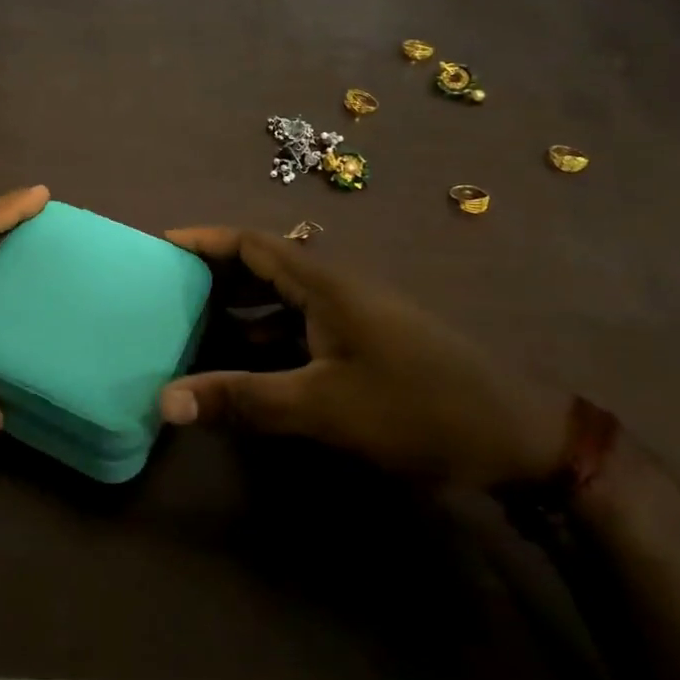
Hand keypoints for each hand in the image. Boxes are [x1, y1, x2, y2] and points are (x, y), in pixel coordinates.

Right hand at [158, 228, 571, 487]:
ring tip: (189, 326)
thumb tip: (164, 401)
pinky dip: (266, 339)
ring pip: (282, 301)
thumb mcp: (322, 405)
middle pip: (263, 266)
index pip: (252, 243)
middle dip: (214, 274)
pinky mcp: (365, 345)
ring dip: (239, 310)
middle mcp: (336, 289)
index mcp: (326, 283)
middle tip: (165, 290)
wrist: (519, 439)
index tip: (160, 245)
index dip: (205, 240)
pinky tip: (244, 365)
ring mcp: (354, 317)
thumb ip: (243, 399)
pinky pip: (300, 329)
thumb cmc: (417, 407)